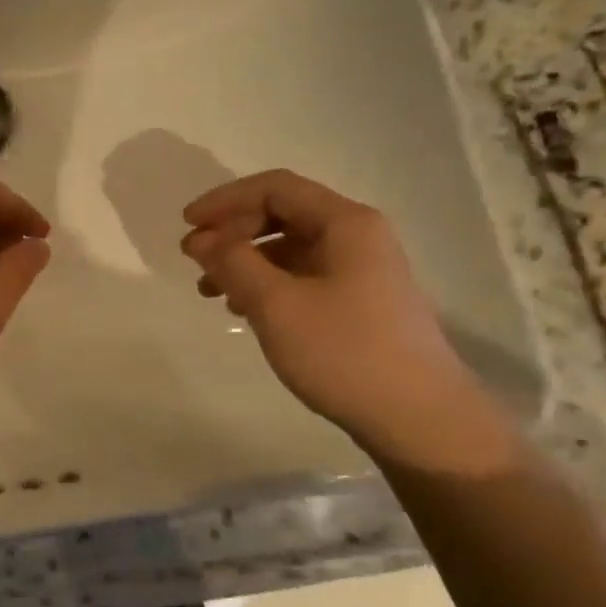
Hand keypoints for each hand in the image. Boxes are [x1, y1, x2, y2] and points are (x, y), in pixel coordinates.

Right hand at [181, 170, 513, 468]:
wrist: (418, 418)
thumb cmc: (344, 352)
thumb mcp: (276, 305)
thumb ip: (233, 263)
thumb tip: (201, 239)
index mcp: (345, 223)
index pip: (275, 188)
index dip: (225, 200)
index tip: (186, 225)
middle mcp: (358, 236)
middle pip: (284, 214)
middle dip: (233, 232)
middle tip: (195, 260)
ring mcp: (362, 271)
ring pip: (291, 248)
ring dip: (246, 260)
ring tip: (211, 290)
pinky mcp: (360, 302)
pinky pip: (304, 276)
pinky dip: (268, 284)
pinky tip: (245, 310)